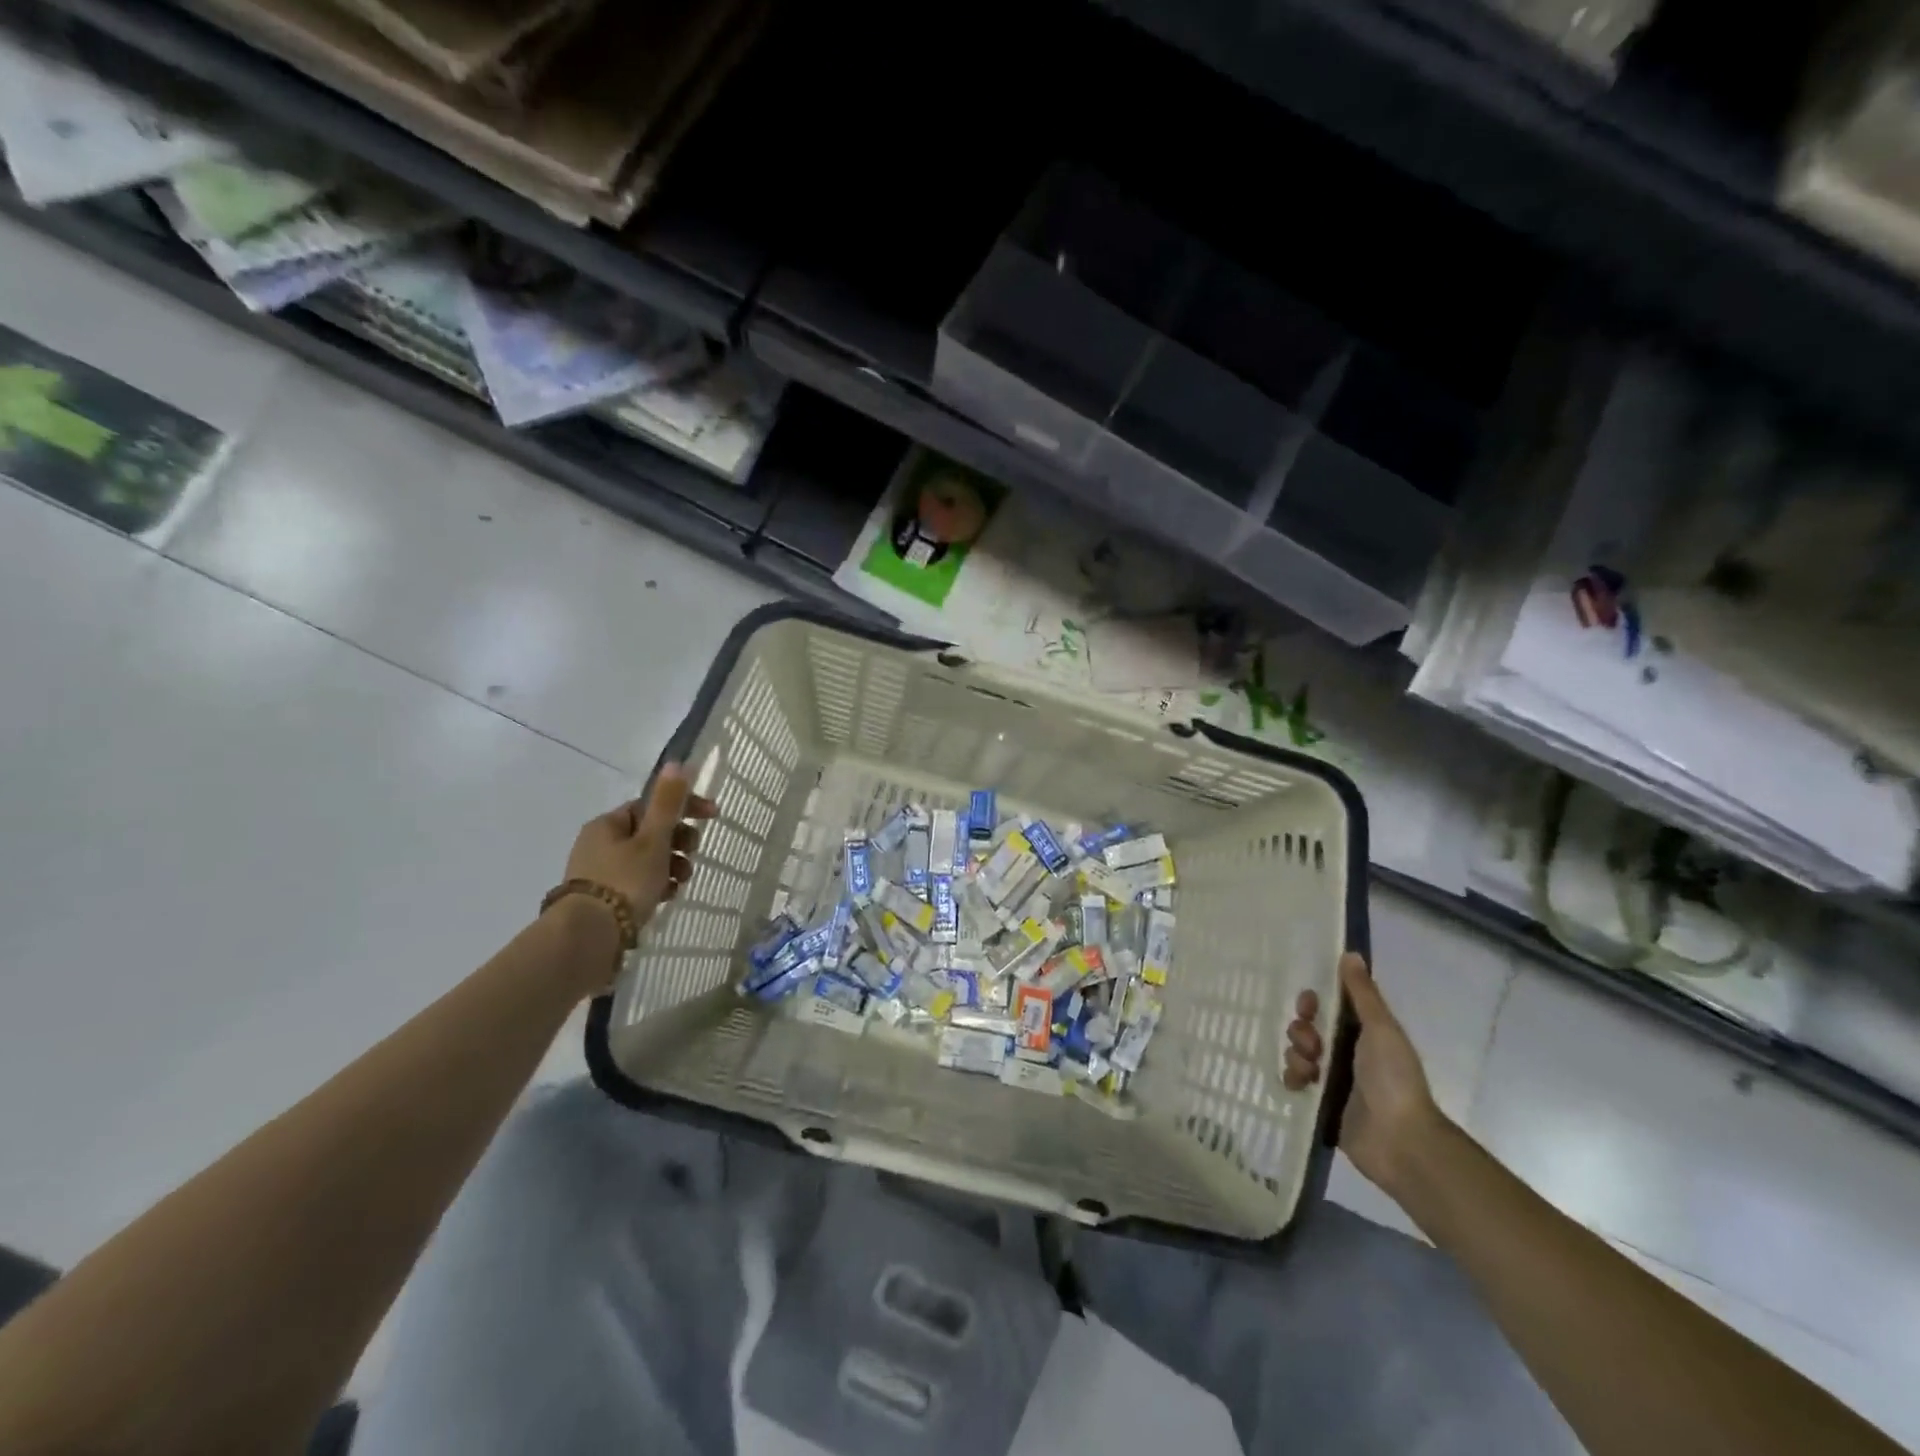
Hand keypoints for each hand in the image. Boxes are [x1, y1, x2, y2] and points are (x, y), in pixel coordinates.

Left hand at [564, 764, 717, 926]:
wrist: (589, 936)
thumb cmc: (625, 880)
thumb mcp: (653, 839)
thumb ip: (667, 803)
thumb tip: (676, 762)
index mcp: (608, 824)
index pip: (652, 805)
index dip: (685, 807)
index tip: (714, 816)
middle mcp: (600, 844)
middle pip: (651, 833)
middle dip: (679, 842)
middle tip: (692, 855)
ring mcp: (600, 873)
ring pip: (648, 860)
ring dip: (672, 866)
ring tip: (681, 883)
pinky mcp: (604, 899)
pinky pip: (639, 883)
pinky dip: (657, 885)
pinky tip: (666, 897)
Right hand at [1282, 952, 1442, 1195]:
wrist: (1400, 1141)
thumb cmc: (1393, 1079)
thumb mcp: (1380, 1029)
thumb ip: (1362, 993)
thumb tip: (1350, 953)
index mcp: (1363, 1034)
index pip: (1328, 1007)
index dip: (1313, 1002)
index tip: (1308, 1005)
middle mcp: (1346, 1053)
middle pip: (1308, 1029)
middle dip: (1302, 1031)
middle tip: (1313, 1045)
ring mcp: (1333, 1080)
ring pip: (1298, 1053)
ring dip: (1297, 1056)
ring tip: (1312, 1072)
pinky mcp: (1320, 1104)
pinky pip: (1294, 1082)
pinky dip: (1293, 1079)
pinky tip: (1301, 1085)